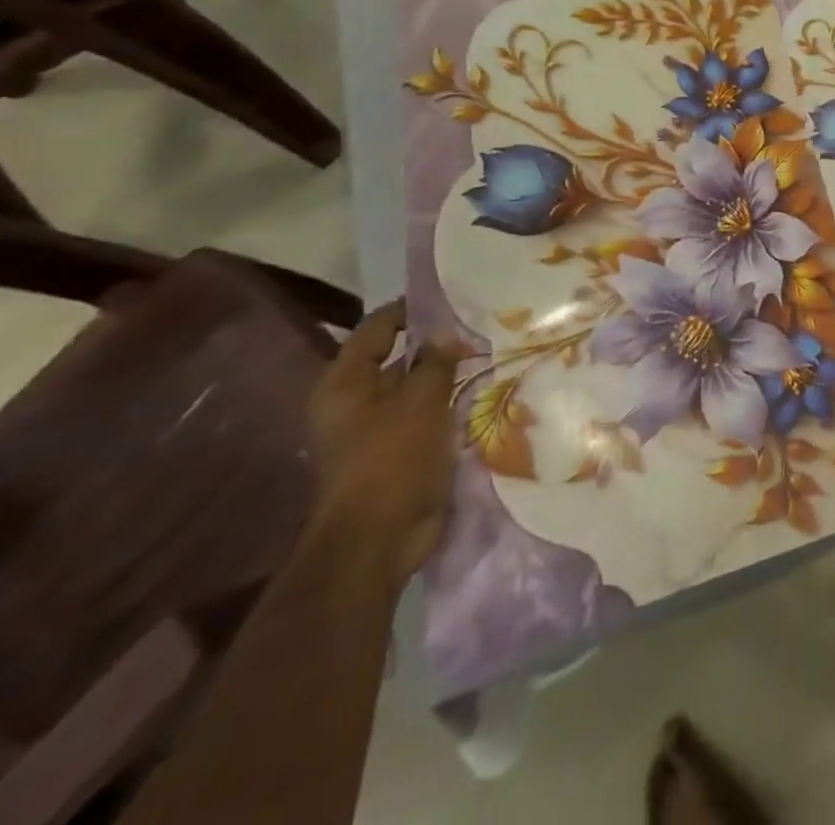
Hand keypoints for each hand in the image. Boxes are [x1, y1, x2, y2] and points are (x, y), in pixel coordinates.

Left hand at [308, 299, 456, 579]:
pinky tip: (482, 392)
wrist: (379, 537)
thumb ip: (435, 362)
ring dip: (446, 375)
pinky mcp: (397, 452)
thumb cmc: (391, 458)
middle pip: (396, 358)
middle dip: (436, 343)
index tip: (453, 297)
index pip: (377, 328)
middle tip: (481, 325)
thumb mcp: (420, 400)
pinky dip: (449, 403)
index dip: (411, 309)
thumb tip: (445, 335)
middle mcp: (354, 402)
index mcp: (345, 383)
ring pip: (415, 388)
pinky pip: (426, 415)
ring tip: (490, 354)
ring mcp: (375, 429)